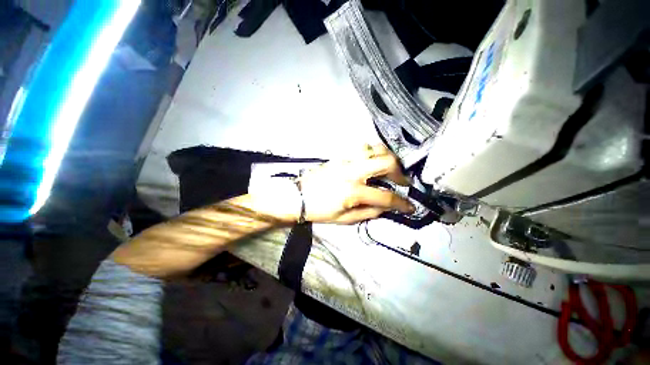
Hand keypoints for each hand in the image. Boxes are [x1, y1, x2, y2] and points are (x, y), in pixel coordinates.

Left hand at [250, 145, 414, 223]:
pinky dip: (373, 152)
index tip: (411, 206)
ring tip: (388, 168)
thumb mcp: (344, 219)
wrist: (298, 197)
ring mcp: (346, 160)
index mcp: (353, 192)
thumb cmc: (320, 211)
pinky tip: (372, 161)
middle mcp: (352, 172)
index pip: (385, 197)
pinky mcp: (340, 156)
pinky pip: (362, 147)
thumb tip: (386, 207)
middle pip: (385, 162)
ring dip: (387, 157)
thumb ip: (368, 212)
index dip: (402, 203)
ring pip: (375, 148)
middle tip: (401, 181)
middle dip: (399, 172)